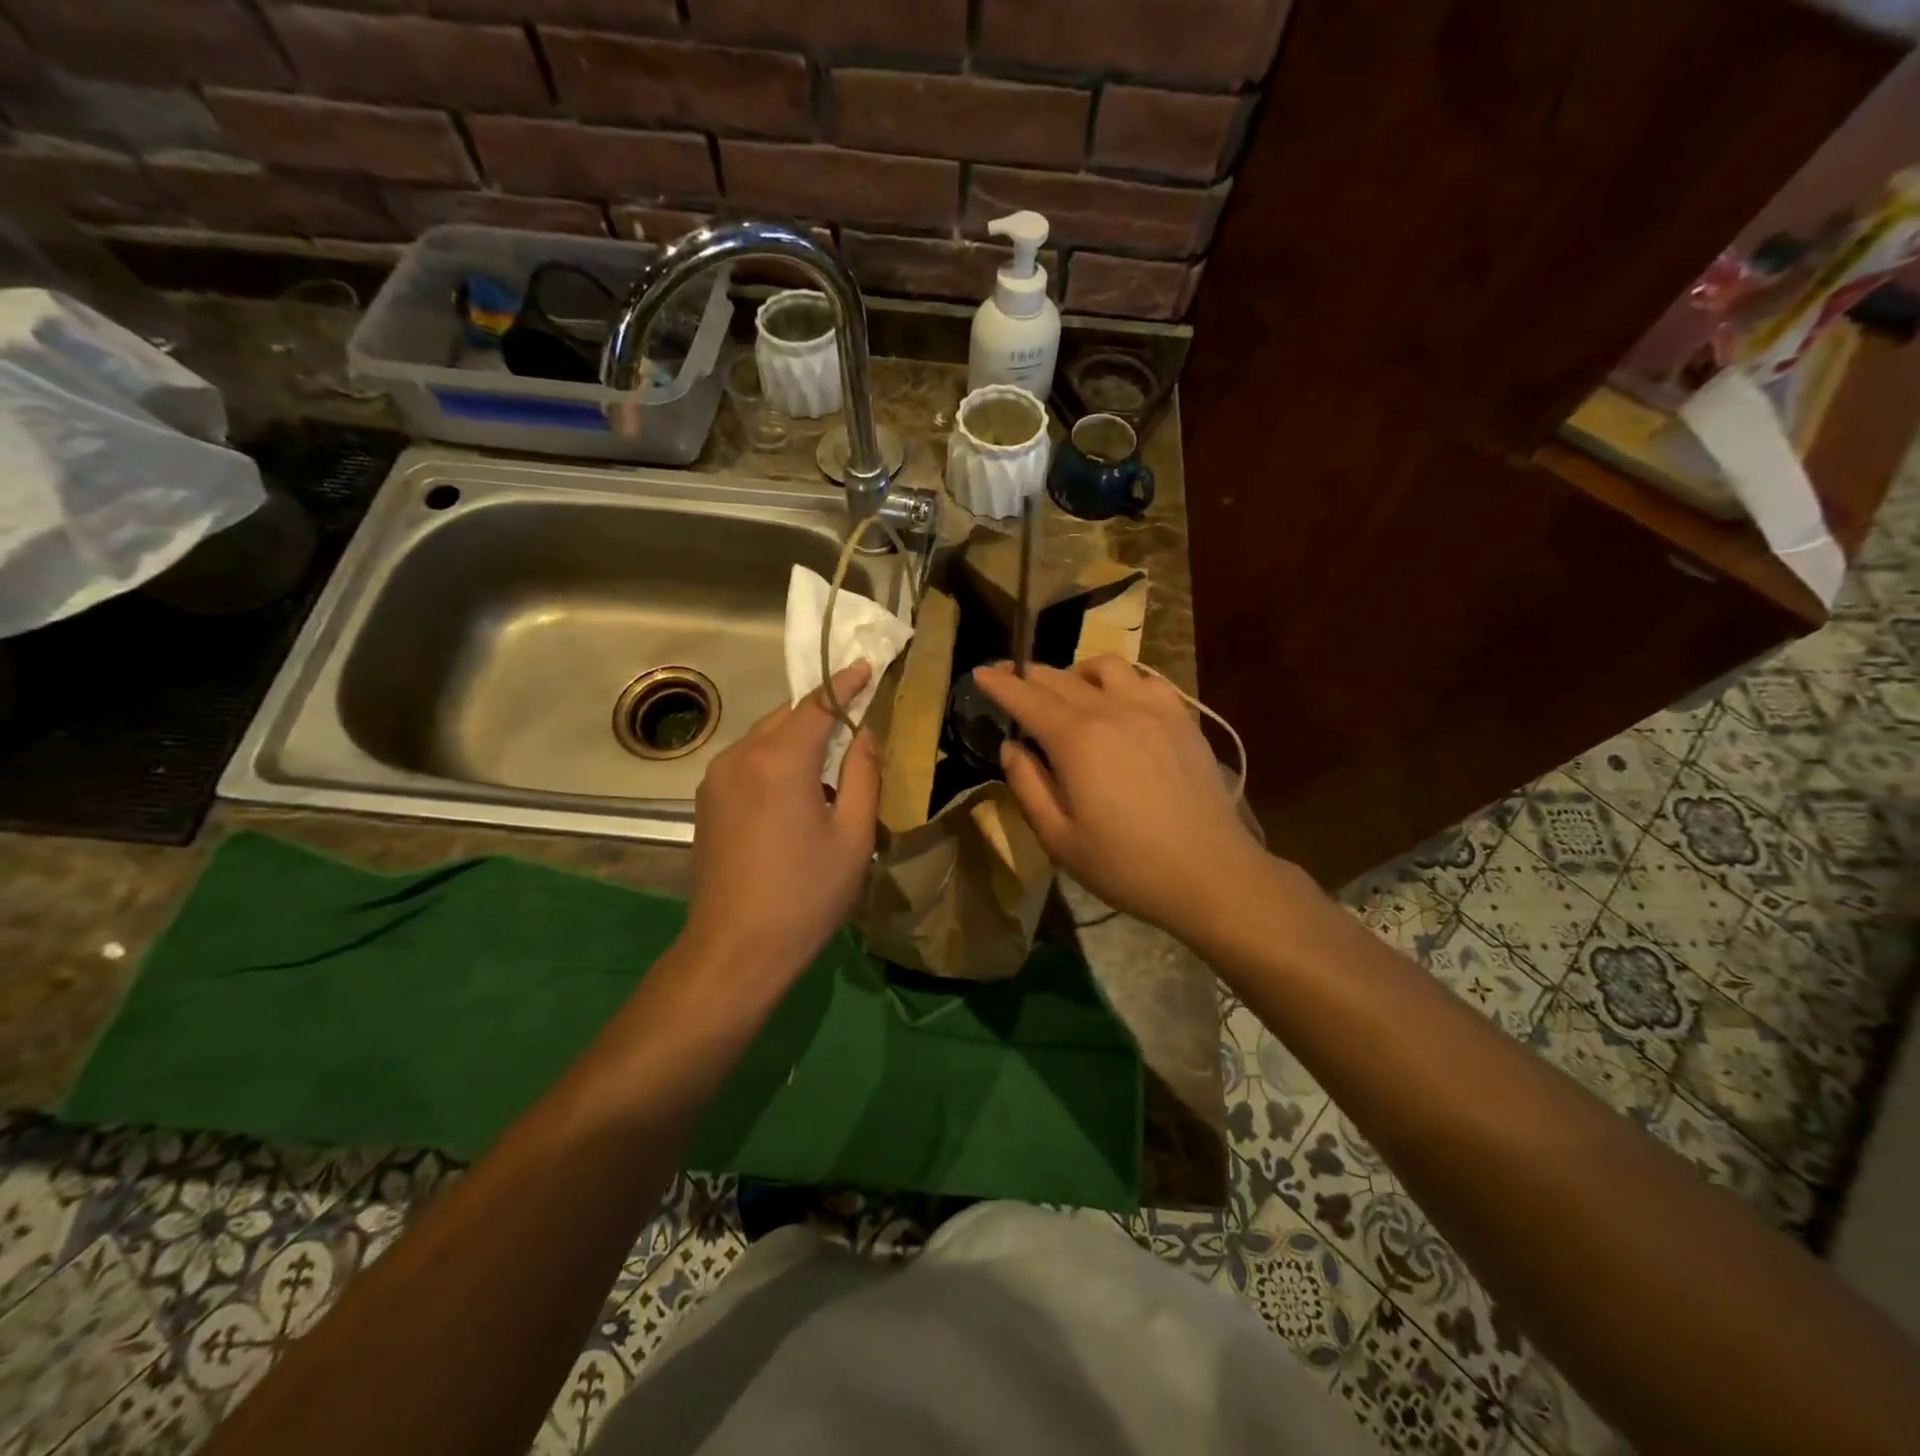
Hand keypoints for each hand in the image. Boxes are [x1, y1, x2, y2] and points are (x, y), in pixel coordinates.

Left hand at [684, 662, 879, 983]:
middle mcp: (741, 757)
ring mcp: (717, 779)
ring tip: (828, 757)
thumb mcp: (853, 836)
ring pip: (764, 737)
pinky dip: (775, 758)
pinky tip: (795, 786)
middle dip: (820, 709)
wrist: (736, 948)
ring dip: (796, 736)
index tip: (866, 666)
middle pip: (787, 715)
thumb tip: (863, 735)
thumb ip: (863, 775)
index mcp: (780, 760)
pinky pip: (747, 761)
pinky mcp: (707, 801)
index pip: (818, 704)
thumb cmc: (806, 894)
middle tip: (854, 713)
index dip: (845, 684)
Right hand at [973, 657, 1269, 937]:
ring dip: (1076, 671)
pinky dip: (1122, 680)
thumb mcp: (1059, 838)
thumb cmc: (1126, 864)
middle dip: (1028, 674)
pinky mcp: (1182, 719)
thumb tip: (1011, 748)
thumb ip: (1027, 785)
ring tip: (1066, 690)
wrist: (1209, 873)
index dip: (999, 683)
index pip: (1027, 698)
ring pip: (1106, 667)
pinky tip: (1118, 701)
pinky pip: (1146, 680)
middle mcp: (1112, 710)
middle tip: (1009, 678)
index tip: (979, 672)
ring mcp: (1153, 709)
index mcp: (1076, 739)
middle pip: (1061, 678)